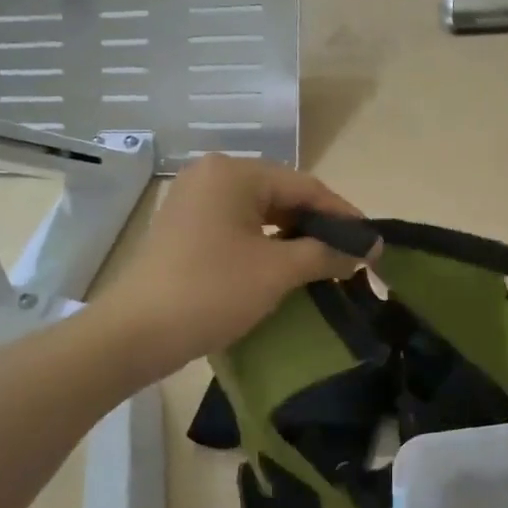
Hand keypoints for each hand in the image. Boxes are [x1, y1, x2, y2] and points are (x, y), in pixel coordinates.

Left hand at [97, 154, 369, 374]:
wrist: (135, 334)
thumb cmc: (211, 292)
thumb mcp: (277, 272)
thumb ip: (326, 253)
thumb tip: (367, 248)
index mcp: (233, 173)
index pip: (305, 186)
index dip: (343, 215)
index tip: (372, 242)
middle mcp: (211, 176)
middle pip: (282, 195)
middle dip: (319, 225)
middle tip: (351, 255)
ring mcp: (193, 202)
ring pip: (260, 213)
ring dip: (294, 237)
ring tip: (326, 263)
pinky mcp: (184, 229)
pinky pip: (238, 227)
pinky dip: (267, 244)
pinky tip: (287, 266)